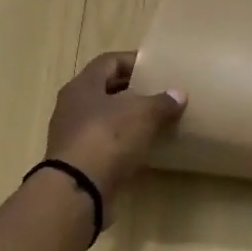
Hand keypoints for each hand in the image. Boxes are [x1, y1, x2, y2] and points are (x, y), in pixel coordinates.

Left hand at [45, 52, 185, 198]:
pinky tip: (143, 148)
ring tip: (155, 121)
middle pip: (104, 90)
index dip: (133, 61)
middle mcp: (72, 107)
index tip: (155, 66)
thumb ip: (162, 102)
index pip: (109, 62)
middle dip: (131, 90)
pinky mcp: (78, 162)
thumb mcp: (142, 114)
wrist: (78, 189)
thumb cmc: (108, 138)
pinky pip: (104, 144)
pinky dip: (123, 143)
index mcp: (83, 86)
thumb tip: (179, 94)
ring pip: (104, 118)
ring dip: (127, 118)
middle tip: (158, 92)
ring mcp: (72, 136)